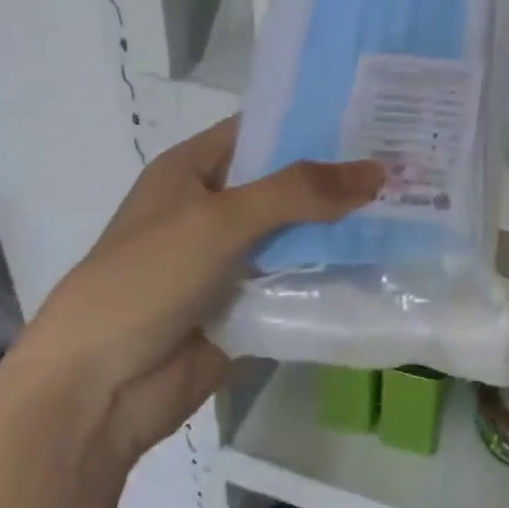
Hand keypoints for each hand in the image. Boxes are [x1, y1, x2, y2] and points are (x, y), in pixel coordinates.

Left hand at [25, 117, 383, 462]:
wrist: (97, 391)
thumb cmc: (147, 280)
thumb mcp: (220, 220)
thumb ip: (298, 192)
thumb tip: (378, 171)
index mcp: (192, 170)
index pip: (261, 130)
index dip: (312, 122)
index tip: (374, 116)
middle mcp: (213, 208)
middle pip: (286, 183)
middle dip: (339, 177)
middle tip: (408, 164)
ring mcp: (231, 260)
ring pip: (297, 234)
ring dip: (342, 227)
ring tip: (411, 207)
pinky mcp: (247, 305)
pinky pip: (297, 279)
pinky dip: (331, 273)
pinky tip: (384, 262)